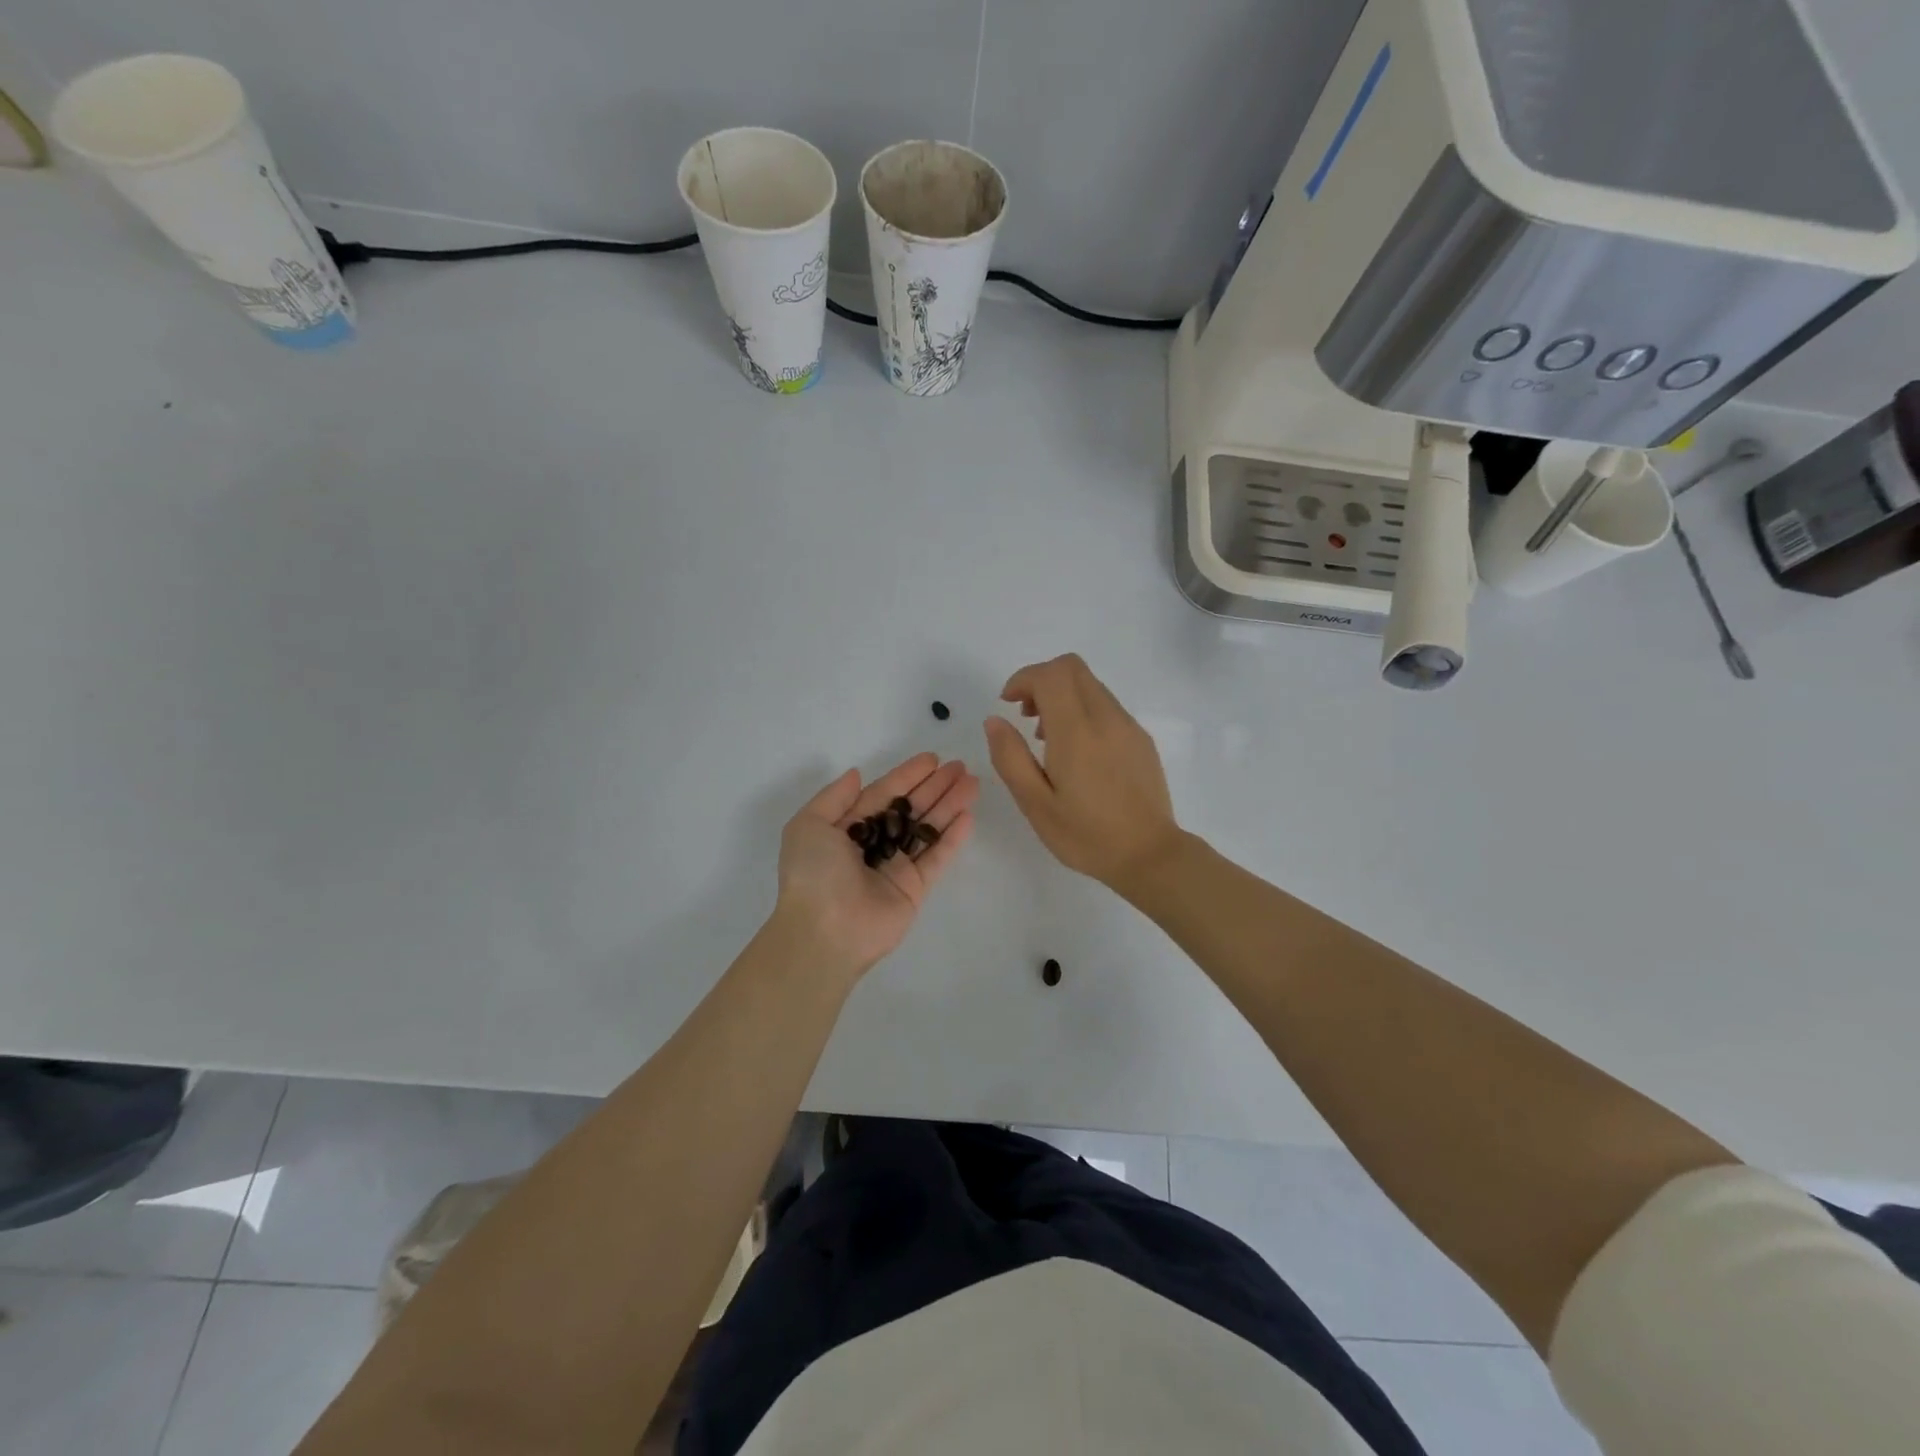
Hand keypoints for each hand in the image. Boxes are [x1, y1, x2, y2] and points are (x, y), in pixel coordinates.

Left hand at [773, 753, 978, 978]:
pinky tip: (968, 815)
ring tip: (973, 783)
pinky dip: (952, 838)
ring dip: (949, 805)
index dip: (907, 775)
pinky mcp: (915, 889)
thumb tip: (856, 774)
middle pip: (911, 809)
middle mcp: (874, 844)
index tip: (932, 759)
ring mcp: (896, 867)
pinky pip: (937, 857)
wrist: (824, 931)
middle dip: (935, 787)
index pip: (883, 794)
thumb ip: (834, 797)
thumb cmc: (813, 873)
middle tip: (961, 767)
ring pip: (928, 829)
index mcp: (848, 828)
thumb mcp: (808, 825)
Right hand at [984, 654, 1182, 893]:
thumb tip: (995, 721)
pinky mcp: (1140, 739)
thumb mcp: (1035, 804)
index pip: (1050, 675)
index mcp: (1076, 732)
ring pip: (1090, 685)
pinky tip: (1077, 752)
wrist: (1149, 856)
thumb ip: (1010, 758)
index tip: (1008, 705)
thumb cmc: (1086, 835)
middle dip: (1042, 680)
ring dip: (1062, 696)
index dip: (1023, 679)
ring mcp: (1128, 726)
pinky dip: (1083, 710)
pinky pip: (1106, 706)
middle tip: (1025, 716)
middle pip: (1072, 668)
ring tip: (1047, 739)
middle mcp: (1106, 718)